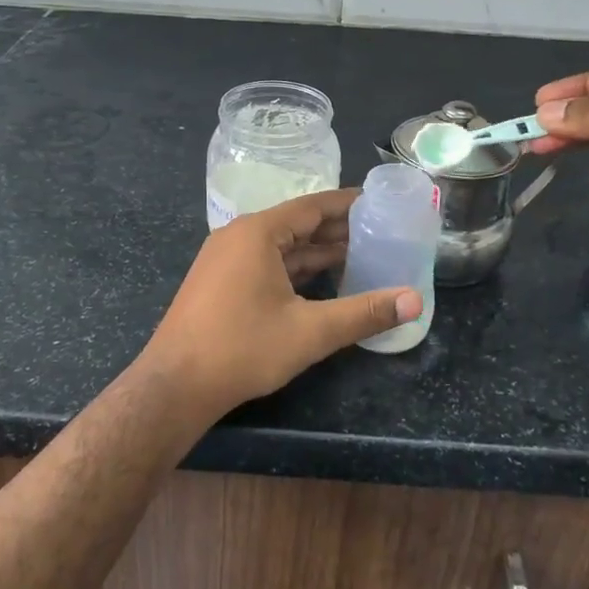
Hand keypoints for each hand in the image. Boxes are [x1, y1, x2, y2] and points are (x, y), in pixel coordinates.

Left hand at [138, 190, 420, 417]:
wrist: (174, 386)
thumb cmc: (242, 349)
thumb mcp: (310, 331)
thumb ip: (364, 313)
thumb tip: (414, 301)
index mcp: (258, 232)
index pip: (312, 206)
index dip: (348, 204)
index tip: (379, 202)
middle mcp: (239, 235)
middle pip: (297, 224)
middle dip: (337, 229)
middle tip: (379, 231)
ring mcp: (225, 258)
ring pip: (281, 246)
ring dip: (316, 251)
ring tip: (360, 254)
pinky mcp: (219, 281)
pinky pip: (265, 262)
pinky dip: (295, 268)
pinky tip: (321, 281)